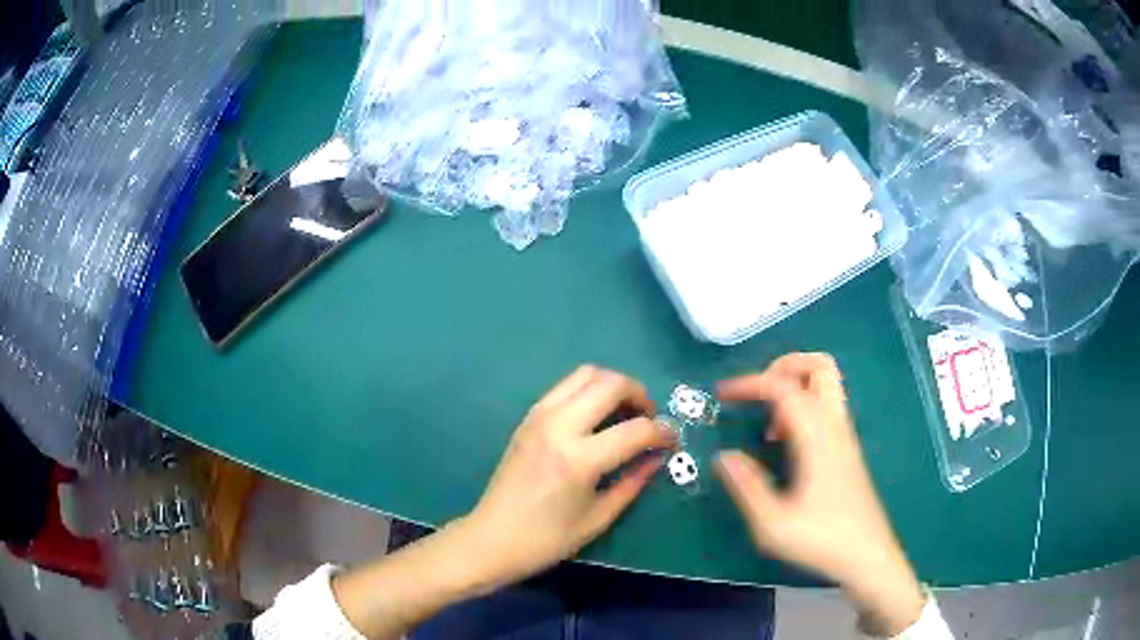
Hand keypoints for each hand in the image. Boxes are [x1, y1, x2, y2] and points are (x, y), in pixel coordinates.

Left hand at [460, 365, 674, 589]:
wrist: (492, 538)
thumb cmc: (547, 539)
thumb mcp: (599, 517)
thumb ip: (633, 482)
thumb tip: (657, 456)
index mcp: (578, 459)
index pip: (635, 429)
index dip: (663, 432)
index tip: (672, 440)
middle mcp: (558, 426)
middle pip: (610, 383)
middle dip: (640, 395)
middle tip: (649, 419)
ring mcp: (539, 416)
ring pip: (585, 374)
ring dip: (613, 386)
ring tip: (624, 414)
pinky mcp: (528, 417)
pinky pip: (565, 386)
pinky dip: (589, 391)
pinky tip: (596, 418)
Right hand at [713, 353, 924, 635]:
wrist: (868, 556)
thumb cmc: (822, 541)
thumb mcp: (773, 524)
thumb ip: (746, 487)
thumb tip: (723, 457)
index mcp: (818, 438)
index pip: (785, 388)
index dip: (751, 383)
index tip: (722, 393)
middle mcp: (835, 427)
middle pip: (820, 366)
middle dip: (784, 367)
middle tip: (757, 392)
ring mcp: (844, 436)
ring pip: (826, 384)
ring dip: (794, 387)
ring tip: (767, 422)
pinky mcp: (846, 449)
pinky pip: (826, 407)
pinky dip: (802, 406)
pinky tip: (784, 442)